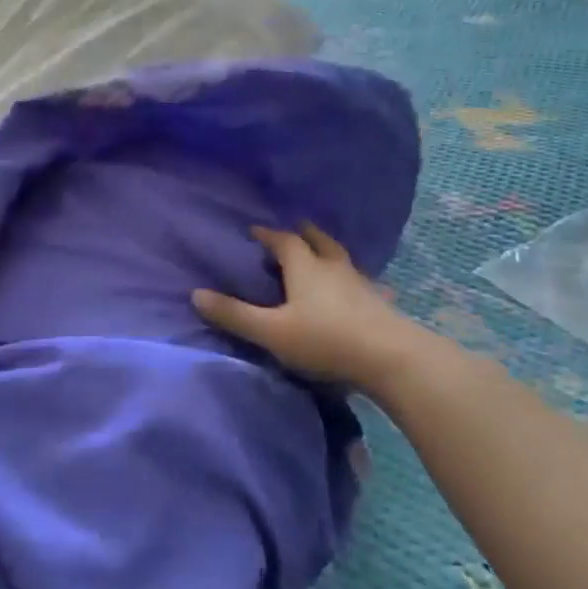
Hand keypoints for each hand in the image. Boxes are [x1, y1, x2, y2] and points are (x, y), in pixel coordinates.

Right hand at [192, 224, 415, 384]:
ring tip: (325, 255)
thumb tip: (196, 294)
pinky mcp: (381, 305)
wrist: (391, 358)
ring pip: (344, 260)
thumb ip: (235, 315)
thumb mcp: (271, 331)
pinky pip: (369, 286)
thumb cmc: (325, 339)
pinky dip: (362, 283)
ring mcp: (361, 285)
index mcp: (305, 268)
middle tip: (295, 229)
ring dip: (331, 253)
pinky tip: (370, 291)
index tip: (255, 231)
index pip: (284, 241)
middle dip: (304, 234)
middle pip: (319, 241)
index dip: (268, 235)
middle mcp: (333, 268)